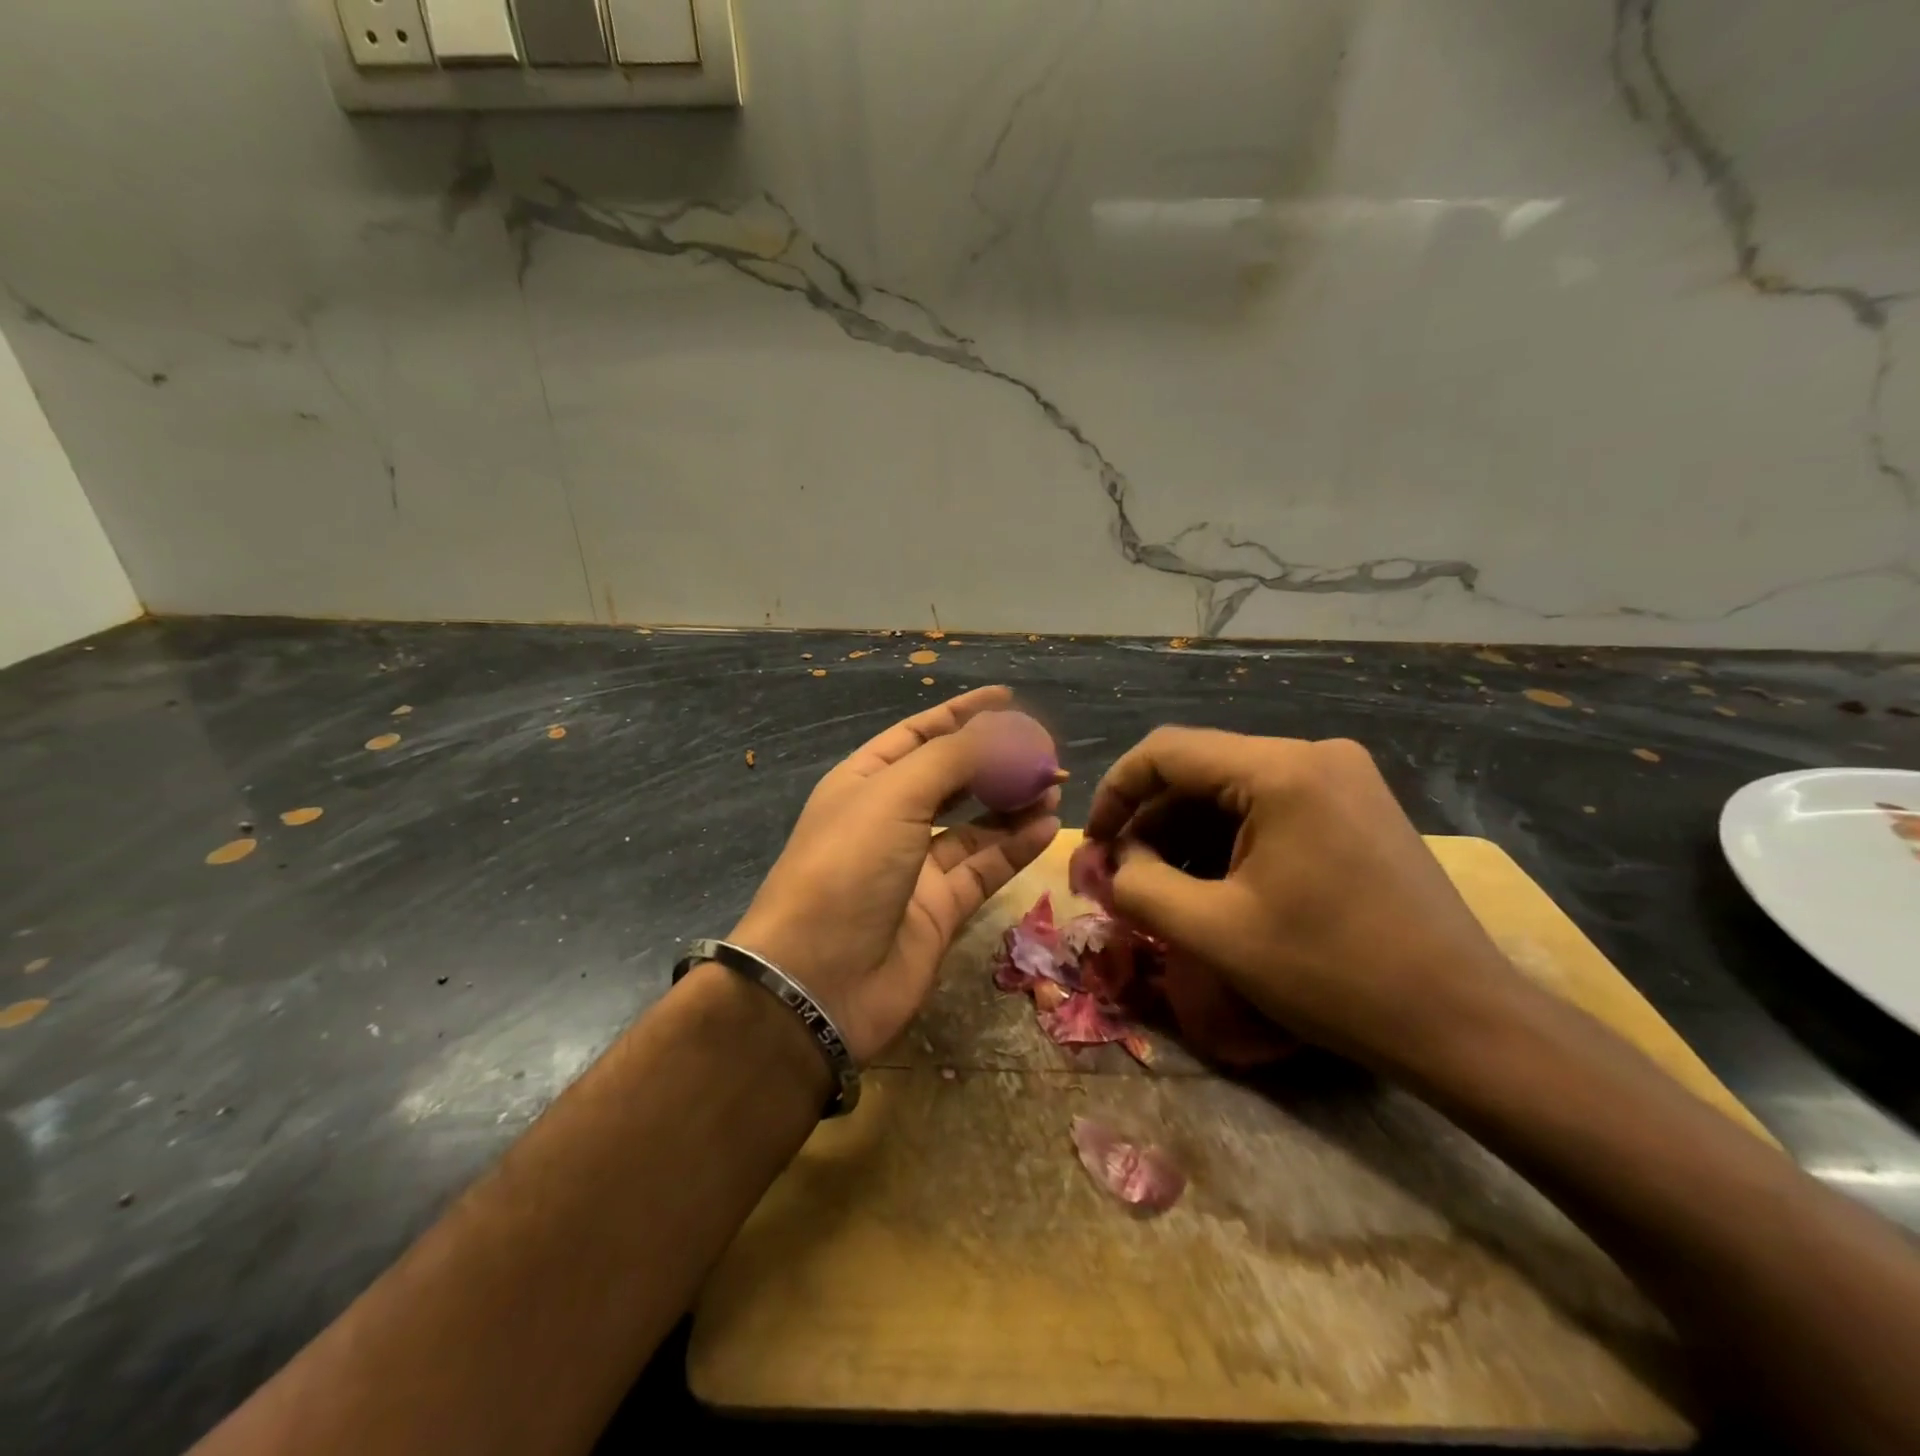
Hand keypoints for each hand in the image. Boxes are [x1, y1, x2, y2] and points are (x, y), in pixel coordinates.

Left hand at [730, 686, 1060, 1062]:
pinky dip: (1015, 846)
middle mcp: (890, 819)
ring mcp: (916, 866)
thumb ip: (953, 758)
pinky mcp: (940, 908)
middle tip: (1044, 750)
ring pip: (975, 824)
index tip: (1006, 698)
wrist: (819, 979)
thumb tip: (1003, 729)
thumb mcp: (895, 796)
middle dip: (996, 760)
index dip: (961, 714)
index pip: (919, 734)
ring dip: (1013, 802)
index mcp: (865, 782)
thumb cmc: (847, 867)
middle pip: (952, 778)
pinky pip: (985, 867)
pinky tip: (1047, 826)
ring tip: (1054, 784)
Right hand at [1085, 728, 1523, 1075]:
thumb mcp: (1215, 933)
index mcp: (1282, 769)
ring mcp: (1342, 778)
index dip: (1114, 792)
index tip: (1092, 845)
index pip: (1166, 752)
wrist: (1464, 1022)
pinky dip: (1228, 839)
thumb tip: (1110, 864)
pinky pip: (1269, 806)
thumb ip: (1140, 888)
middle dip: (1150, 821)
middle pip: (1200, 769)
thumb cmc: (1334, 974)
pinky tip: (1213, 883)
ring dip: (1186, 834)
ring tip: (1162, 887)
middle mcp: (1315, 754)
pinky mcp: (1356, 806)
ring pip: (1232, 790)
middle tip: (1122, 876)